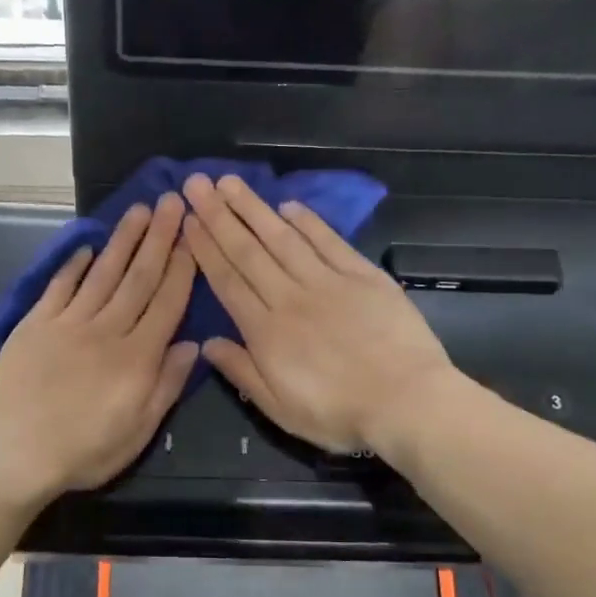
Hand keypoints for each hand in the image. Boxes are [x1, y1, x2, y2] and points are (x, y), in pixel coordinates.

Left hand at [0, 194, 198, 499]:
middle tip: (171, 202)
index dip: (182, 267)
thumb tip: (191, 345)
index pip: (166, 303)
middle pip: (138, 278)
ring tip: (139, 209)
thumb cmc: (83, 451)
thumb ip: (166, 386)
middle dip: (158, 238)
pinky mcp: (35, 324)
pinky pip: (59, 287)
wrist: (12, 453)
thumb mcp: (137, 432)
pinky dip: (74, 264)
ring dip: (123, 239)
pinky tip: (87, 246)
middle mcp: (106, 330)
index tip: (192, 235)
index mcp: (136, 358)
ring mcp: (68, 323)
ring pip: (103, 274)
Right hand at [181, 174, 454, 456]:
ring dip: (255, 208)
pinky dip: (308, 222)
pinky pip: (329, 242)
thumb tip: (207, 343)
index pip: (228, 281)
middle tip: (197, 184)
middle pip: (249, 251)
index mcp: (266, 331)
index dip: (206, 248)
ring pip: (283, 238)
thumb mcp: (280, 409)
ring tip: (230, 183)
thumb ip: (242, 372)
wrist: (407, 401)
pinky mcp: (363, 276)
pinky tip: (288, 205)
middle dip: (219, 216)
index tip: (188, 220)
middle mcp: (290, 297)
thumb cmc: (339, 413)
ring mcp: (328, 282)